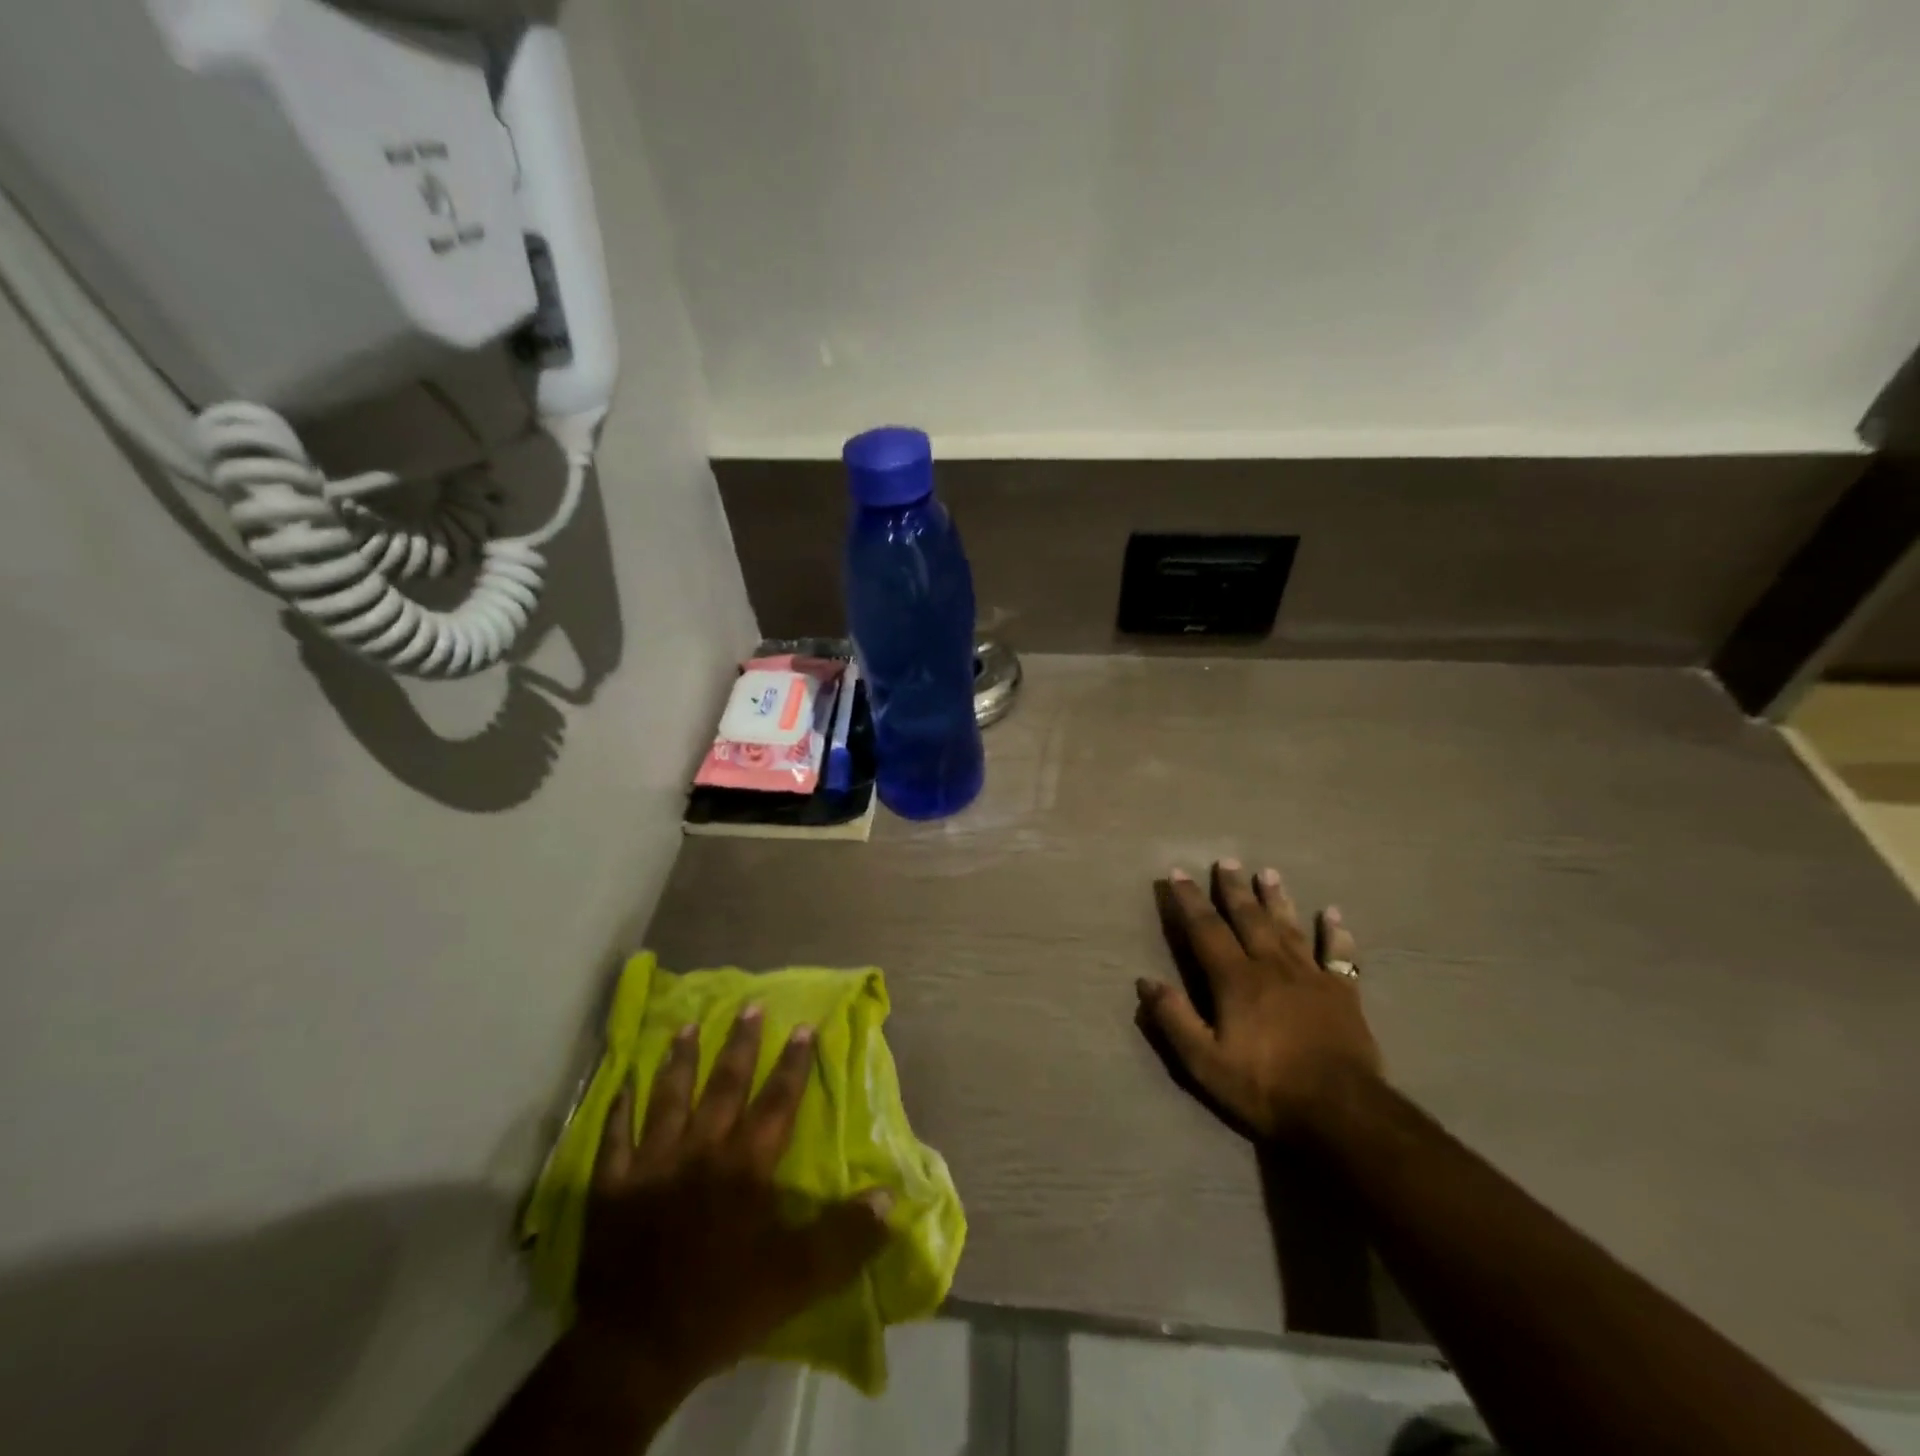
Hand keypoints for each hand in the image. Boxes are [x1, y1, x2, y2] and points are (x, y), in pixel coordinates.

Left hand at [574, 1006, 891, 1393]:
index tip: (805, 1026)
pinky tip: (622, 1084)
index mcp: (745, 1165)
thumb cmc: (722, 1306)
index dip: (793, 1063)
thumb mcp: (797, 1278)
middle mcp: (700, 1149)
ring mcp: (651, 1164)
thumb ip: (845, 1236)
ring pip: (669, 1097)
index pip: (777, 1101)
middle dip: (740, 1044)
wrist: (635, 1350)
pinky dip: (618, 1109)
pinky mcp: (611, 1188)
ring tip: (687, 1027)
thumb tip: (889, 1199)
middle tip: (749, 1005)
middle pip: (724, 1085)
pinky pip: (614, 1138)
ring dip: (680, 1060)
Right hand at [1137, 861, 1382, 1141]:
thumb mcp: (1205, 1062)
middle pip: (1249, 918)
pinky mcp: (1343, 994)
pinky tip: (1333, 913)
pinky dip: (1335, 933)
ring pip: (1289, 927)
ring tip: (1268, 873)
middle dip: (1234, 889)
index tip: (1178, 873)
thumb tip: (1145, 981)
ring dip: (1277, 899)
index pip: (1206, 930)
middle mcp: (1271, 966)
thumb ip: (1175, 1019)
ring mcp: (1311, 977)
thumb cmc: (1265, 1087)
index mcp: (1236, 980)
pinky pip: (1339, 955)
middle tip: (1226, 861)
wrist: (1341, 1112)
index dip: (1190, 901)